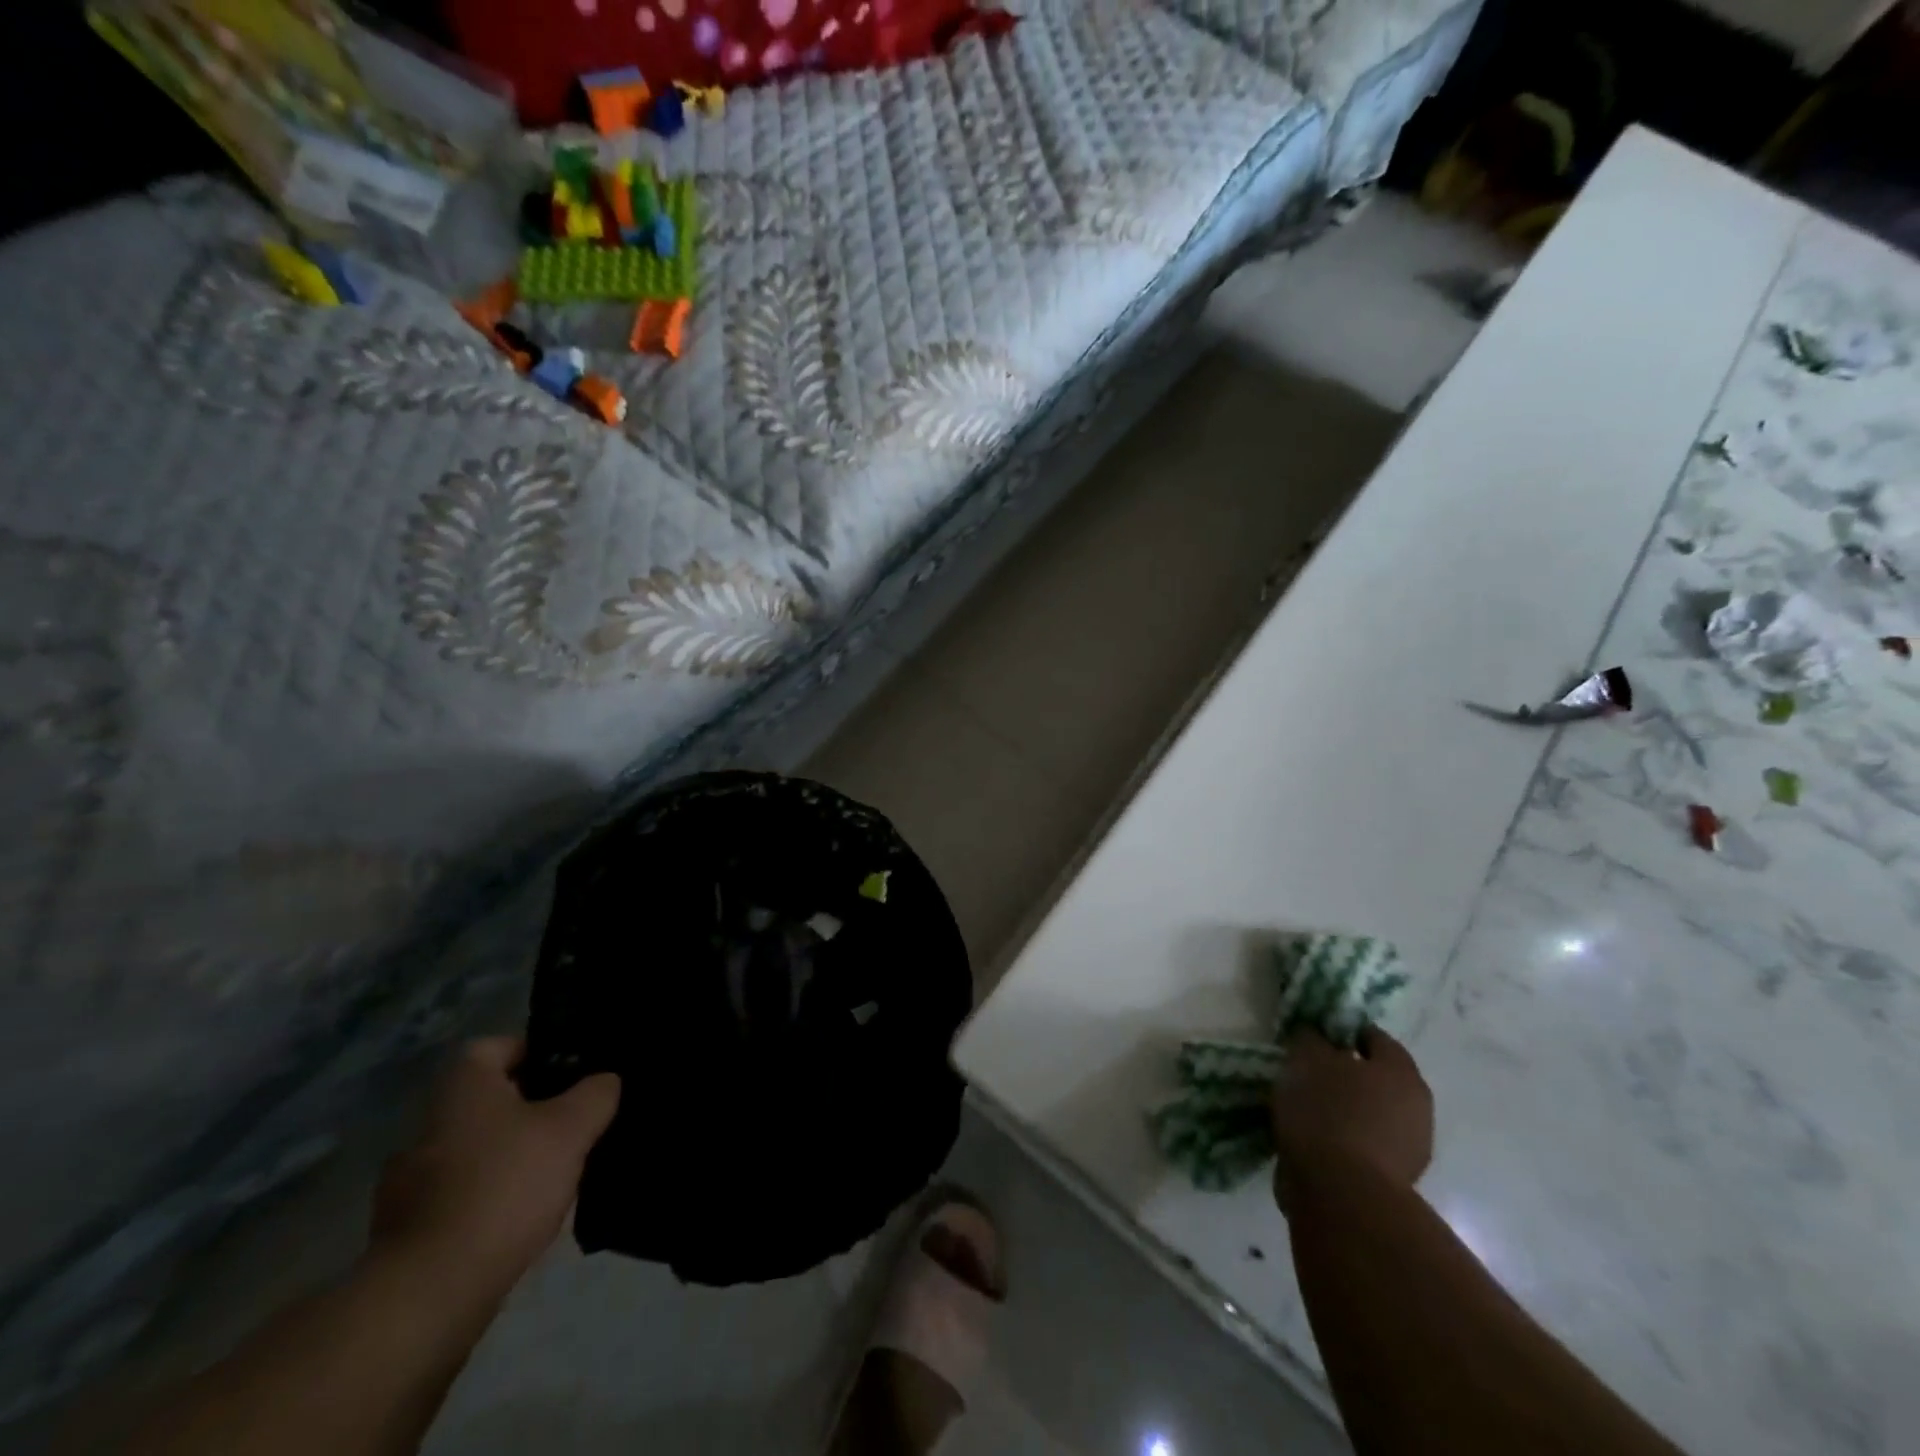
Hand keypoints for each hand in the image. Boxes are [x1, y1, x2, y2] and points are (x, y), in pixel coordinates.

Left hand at [369, 1037, 619, 1301]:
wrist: (430, 1293)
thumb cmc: (504, 1186)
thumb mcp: (572, 1128)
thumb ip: (596, 1094)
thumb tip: (605, 1081)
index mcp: (461, 1088)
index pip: (496, 1046)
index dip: (535, 1052)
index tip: (571, 1073)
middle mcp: (426, 1126)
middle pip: (487, 1101)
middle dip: (528, 1109)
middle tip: (572, 1123)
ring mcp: (407, 1184)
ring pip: (473, 1151)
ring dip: (507, 1157)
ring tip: (553, 1175)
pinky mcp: (405, 1233)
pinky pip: (458, 1198)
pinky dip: (487, 1201)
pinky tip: (519, 1219)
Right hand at [1269, 1027, 1432, 1212]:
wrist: (1341, 1194)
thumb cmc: (1326, 1111)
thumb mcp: (1306, 1058)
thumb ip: (1311, 1038)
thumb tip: (1316, 1035)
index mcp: (1402, 1071)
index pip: (1373, 1036)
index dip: (1341, 1031)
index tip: (1313, 1037)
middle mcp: (1417, 1107)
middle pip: (1376, 1078)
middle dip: (1345, 1074)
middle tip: (1308, 1072)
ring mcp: (1411, 1149)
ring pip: (1371, 1113)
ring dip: (1345, 1109)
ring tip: (1305, 1109)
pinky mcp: (1394, 1182)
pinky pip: (1364, 1145)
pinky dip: (1343, 1139)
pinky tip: (1314, 1140)